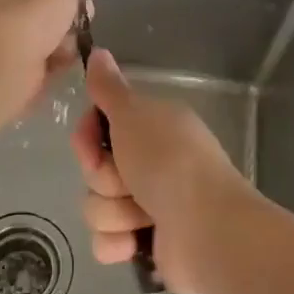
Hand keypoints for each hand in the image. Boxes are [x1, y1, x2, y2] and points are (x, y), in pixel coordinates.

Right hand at [68, 49, 250, 293]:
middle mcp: (150, 162)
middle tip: (129, 181)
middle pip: (94, 169)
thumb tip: (97, 50)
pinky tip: (136, 243)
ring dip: (113, 213)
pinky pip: (105, 241)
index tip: (93, 144)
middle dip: (104, 179)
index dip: (87, 137)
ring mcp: (148, 204)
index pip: (98, 126)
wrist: (206, 229)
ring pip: (96, 206)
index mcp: (152, 127)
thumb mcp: (134, 114)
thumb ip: (109, 87)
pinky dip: (118, 243)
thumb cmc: (169, 163)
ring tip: (142, 216)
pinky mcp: (144, 243)